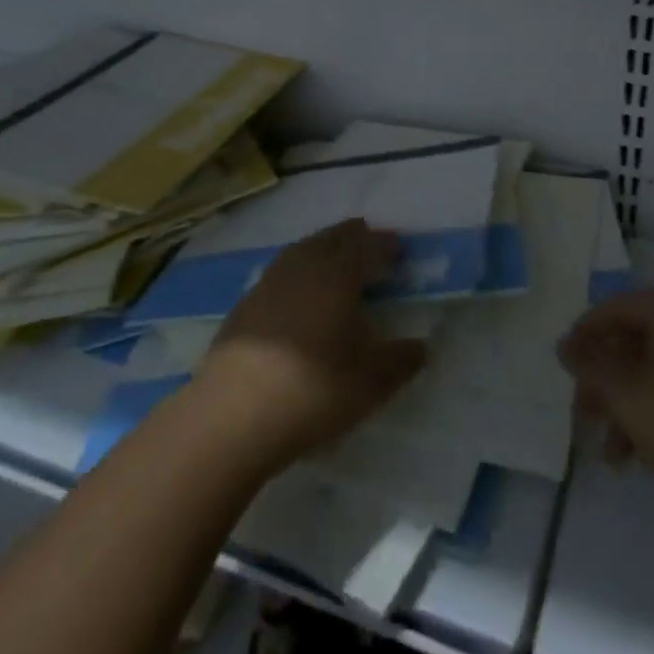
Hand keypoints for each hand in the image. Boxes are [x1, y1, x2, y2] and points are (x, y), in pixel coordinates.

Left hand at [196, 219, 427, 473]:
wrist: (231, 416)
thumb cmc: (312, 390)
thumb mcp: (371, 382)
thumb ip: (402, 360)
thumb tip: (422, 346)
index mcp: (338, 274)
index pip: (367, 246)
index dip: (385, 245)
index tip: (398, 247)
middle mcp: (304, 266)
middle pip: (332, 239)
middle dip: (354, 237)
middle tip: (369, 242)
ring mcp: (269, 283)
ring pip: (303, 250)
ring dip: (323, 248)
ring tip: (336, 260)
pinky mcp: (245, 305)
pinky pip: (282, 272)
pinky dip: (299, 271)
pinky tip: (300, 293)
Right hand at [558, 289, 653, 518]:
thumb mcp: (631, 397)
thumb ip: (592, 367)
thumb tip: (565, 344)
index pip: (615, 308)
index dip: (584, 336)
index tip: (564, 371)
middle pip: (638, 339)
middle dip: (606, 381)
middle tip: (585, 419)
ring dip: (631, 404)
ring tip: (615, 454)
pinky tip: (653, 452)